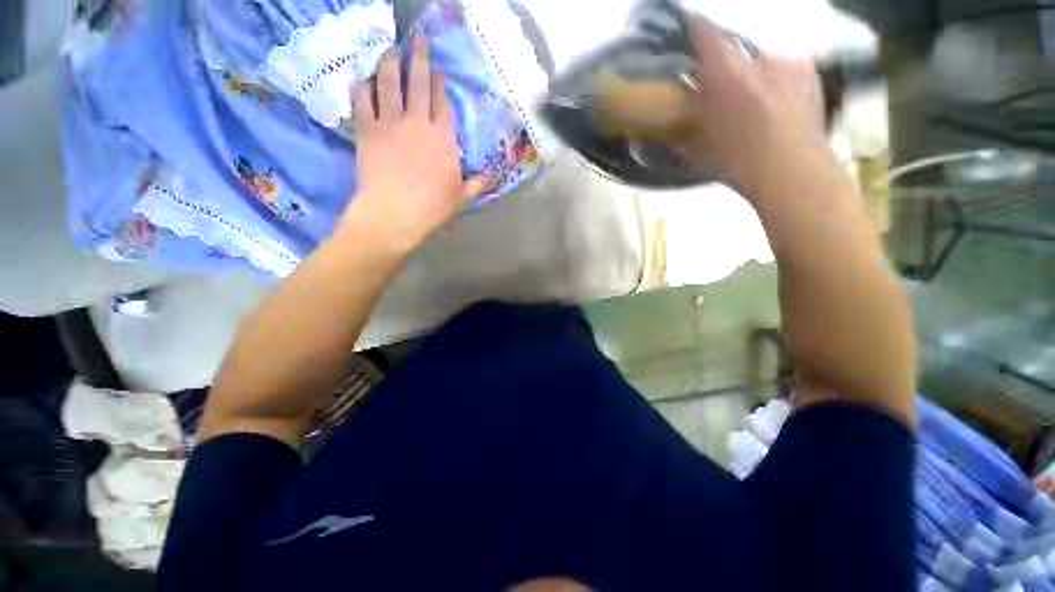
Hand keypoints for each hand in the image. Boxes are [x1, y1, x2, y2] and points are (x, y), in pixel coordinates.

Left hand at [341, 33, 487, 254]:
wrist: (394, 214)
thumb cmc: (432, 207)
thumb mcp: (461, 198)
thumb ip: (477, 184)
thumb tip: (493, 179)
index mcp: (443, 138)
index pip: (443, 103)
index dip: (441, 84)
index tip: (439, 71)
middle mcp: (418, 122)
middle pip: (419, 83)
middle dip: (420, 58)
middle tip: (419, 39)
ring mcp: (390, 123)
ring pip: (389, 83)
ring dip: (390, 63)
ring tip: (391, 50)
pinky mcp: (367, 130)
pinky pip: (363, 100)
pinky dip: (363, 87)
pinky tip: (365, 79)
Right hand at [683, 17, 831, 197]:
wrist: (790, 169)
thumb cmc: (735, 159)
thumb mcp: (695, 145)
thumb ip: (680, 124)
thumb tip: (666, 117)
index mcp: (725, 71)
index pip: (705, 31)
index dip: (694, 27)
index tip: (687, 27)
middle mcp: (756, 57)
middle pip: (734, 45)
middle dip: (724, 58)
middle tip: (719, 78)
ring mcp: (787, 62)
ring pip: (761, 57)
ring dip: (752, 69)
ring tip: (750, 92)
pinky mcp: (809, 74)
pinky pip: (787, 66)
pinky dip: (777, 76)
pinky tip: (775, 97)